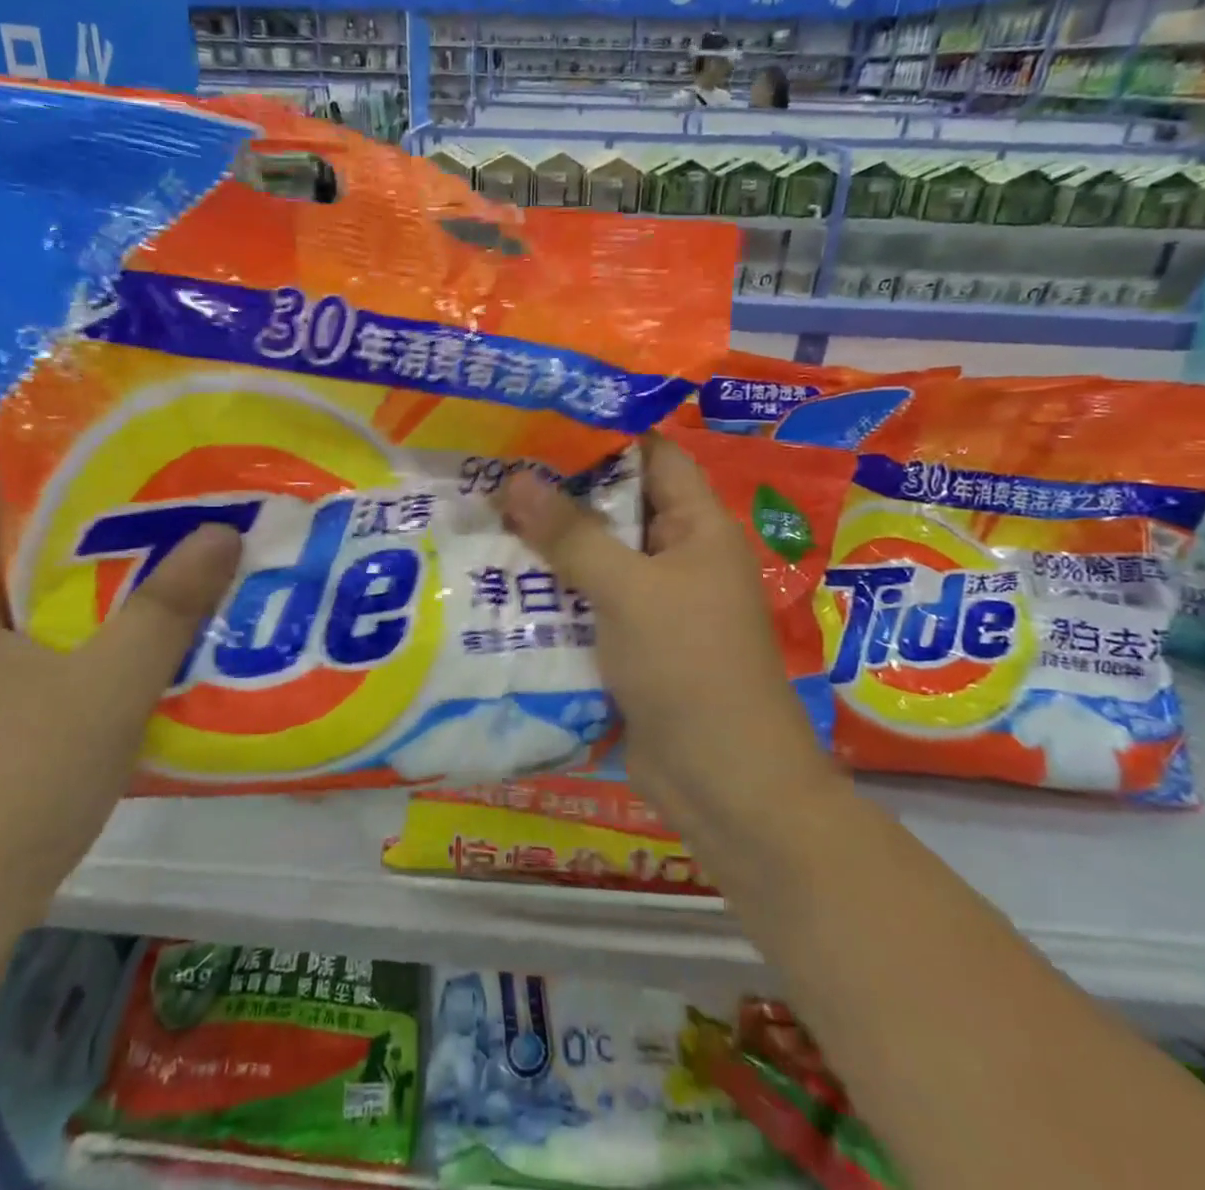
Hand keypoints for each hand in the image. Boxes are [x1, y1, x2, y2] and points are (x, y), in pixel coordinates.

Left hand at [0, 485, 240, 945]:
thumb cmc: (17, 783)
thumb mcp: (111, 685)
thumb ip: (168, 606)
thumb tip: (223, 530)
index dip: (65, 467)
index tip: (138, 455)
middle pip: (22, 551)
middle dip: (98, 527)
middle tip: (175, 507)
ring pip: (33, 607)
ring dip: (97, 586)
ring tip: (172, 564)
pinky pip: (35, 652)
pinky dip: (84, 635)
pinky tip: (140, 644)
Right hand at [499, 435, 837, 846]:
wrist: (723, 783)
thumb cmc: (689, 668)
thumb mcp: (629, 591)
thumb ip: (572, 536)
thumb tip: (514, 478)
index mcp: (697, 528)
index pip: (653, 456)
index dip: (603, 433)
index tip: (539, 420)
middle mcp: (677, 557)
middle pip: (616, 507)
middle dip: (559, 492)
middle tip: (492, 467)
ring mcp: (652, 603)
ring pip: (595, 558)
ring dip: (547, 546)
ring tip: (481, 515)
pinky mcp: (629, 643)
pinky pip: (586, 603)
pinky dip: (550, 592)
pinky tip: (496, 580)